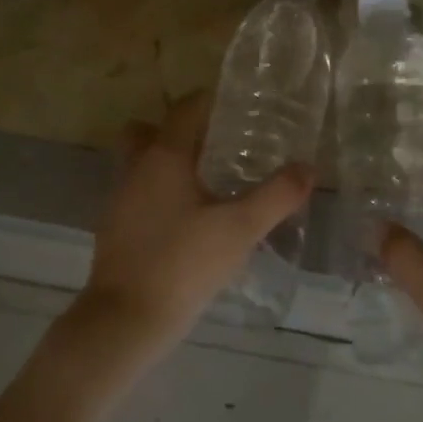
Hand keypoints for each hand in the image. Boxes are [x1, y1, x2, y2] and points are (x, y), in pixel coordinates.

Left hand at [75, 89, 312, 367]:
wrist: (126, 319)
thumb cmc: (184, 263)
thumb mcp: (240, 229)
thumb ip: (276, 196)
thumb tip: (307, 168)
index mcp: (163, 157)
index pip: (184, 110)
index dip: (210, 101)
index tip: (238, 105)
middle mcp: (136, 169)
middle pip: (151, 132)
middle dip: (181, 132)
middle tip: (219, 145)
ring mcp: (120, 200)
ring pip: (143, 165)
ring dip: (171, 166)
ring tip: (211, 184)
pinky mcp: (115, 230)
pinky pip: (140, 195)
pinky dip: (162, 196)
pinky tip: (190, 222)